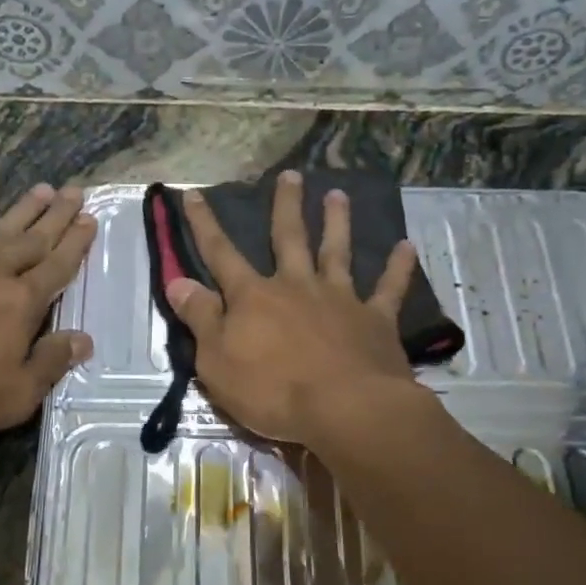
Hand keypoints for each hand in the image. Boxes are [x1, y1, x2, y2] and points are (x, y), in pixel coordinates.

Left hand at [0, 183, 96, 443]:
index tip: (91, 220)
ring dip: (23, 209)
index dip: (76, 245)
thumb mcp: (11, 397)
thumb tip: (84, 339)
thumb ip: (50, 365)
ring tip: (44, 188)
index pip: (57, 268)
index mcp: (21, 305)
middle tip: (76, 192)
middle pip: (34, 240)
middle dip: (58, 217)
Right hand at [167, 170, 421, 444]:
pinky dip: (399, 267)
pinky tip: (407, 247)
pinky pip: (389, 288)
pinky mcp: (375, 320)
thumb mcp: (216, 361)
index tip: (194, 193)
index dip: (204, 224)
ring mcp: (339, 299)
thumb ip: (200, 318)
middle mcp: (296, 287)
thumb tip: (178, 281)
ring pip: (337, 252)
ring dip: (337, 222)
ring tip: (339, 195)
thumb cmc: (272, 391)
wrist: (345, 410)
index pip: (221, 254)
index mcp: (253, 297)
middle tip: (291, 175)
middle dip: (286, 206)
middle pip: (288, 238)